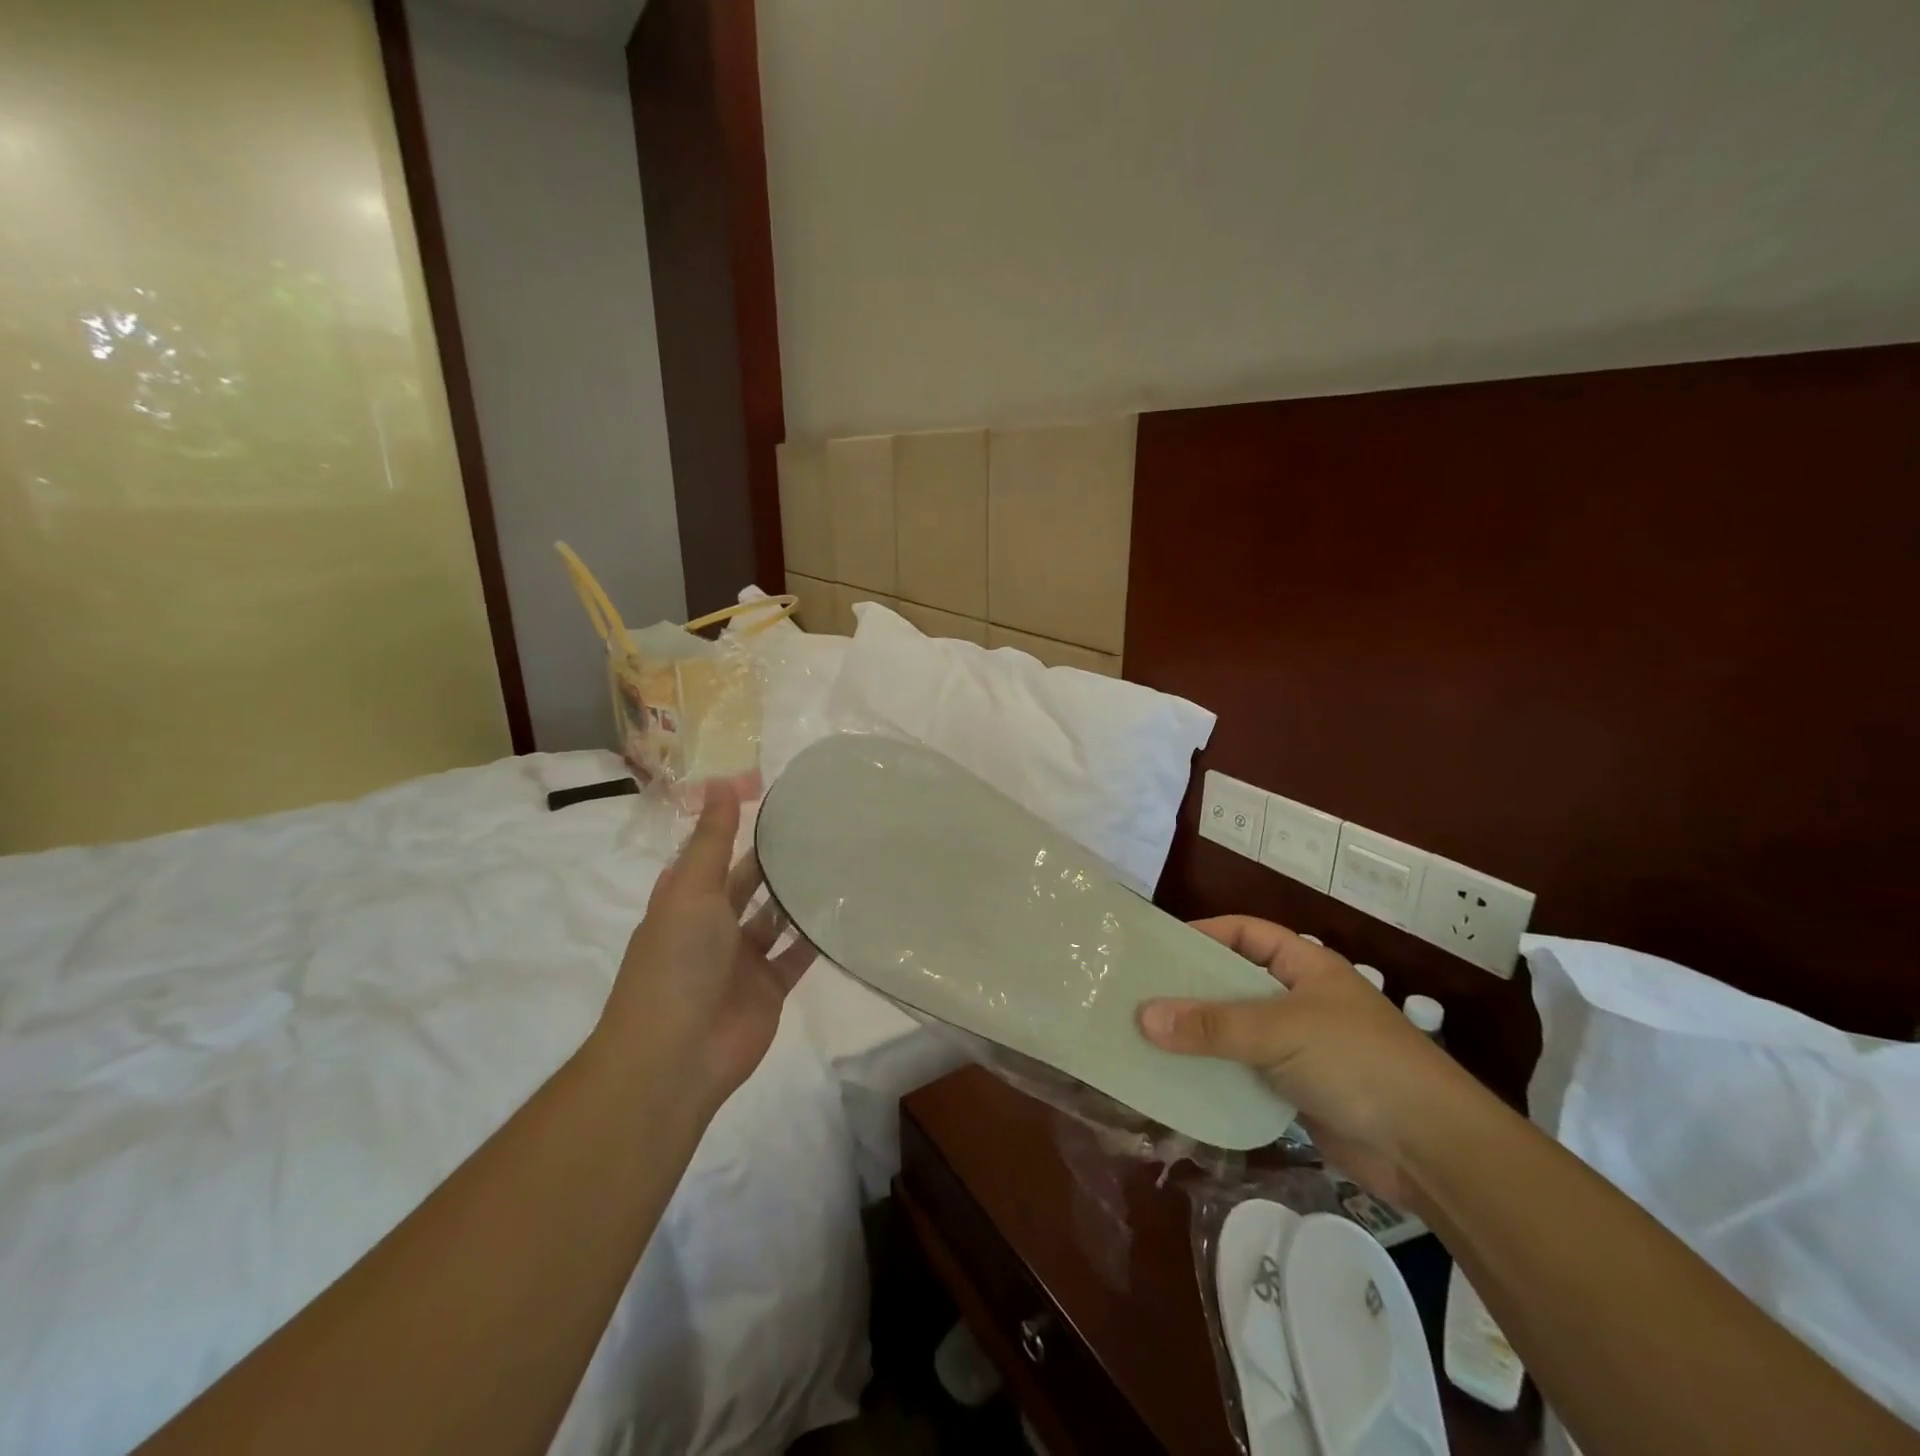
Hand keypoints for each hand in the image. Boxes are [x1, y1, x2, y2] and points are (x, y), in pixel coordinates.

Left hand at [594, 788, 815, 1111]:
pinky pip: (797, 955)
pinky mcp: (770, 987)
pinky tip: (845, 909)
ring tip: (840, 858)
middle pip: (748, 882)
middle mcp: (713, 926)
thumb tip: (720, 780)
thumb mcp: (691, 890)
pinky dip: (816, 936)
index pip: (711, 850)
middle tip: (821, 824)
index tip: (773, 794)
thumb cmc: (676, 963)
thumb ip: (711, 839)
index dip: (735, 822)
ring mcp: (743, 958)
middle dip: (774, 857)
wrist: (675, 1057)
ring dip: (798, 895)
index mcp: (685, 899)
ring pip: (775, 917)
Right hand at [1138, 917, 1474, 1207]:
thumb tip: (1143, 1016)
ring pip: (1236, 1032)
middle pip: (1235, 983)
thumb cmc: (1358, 1062)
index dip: (1205, 932)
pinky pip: (1244, 1073)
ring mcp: (1300, 1048)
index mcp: (1305, 967)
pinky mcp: (1297, 1091)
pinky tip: (1178, 1081)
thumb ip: (1212, 1025)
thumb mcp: (1280, 1031)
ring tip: (1146, 1037)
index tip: (1159, 946)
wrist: (1431, 1150)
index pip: (1247, 933)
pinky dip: (1214, 1075)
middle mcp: (1300, 1000)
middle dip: (1192, 990)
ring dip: (1199, 1036)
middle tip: (1139, 994)